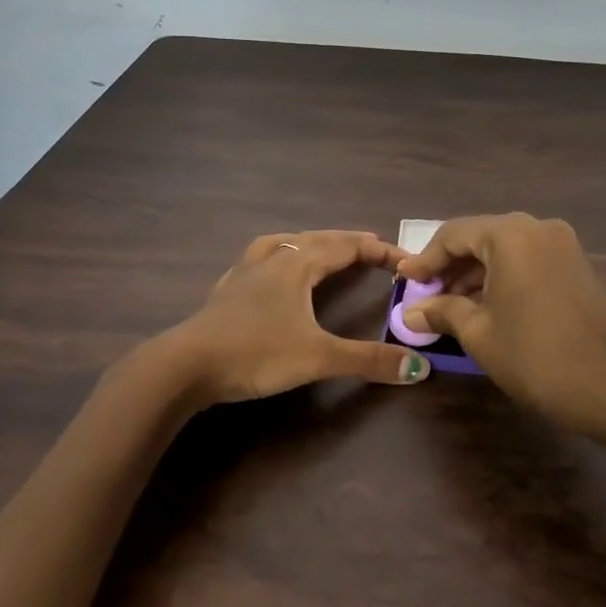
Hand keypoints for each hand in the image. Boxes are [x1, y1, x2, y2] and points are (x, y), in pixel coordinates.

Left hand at [169, 230, 433, 404]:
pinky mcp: (226, 292)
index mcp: (298, 264)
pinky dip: (278, 258)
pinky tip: (272, 274)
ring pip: (284, 243)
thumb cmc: (255, 353)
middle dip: (348, 243)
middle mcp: (273, 259)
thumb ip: (369, 360)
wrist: (185, 366)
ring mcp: (245, 273)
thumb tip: (420, 368)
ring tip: (324, 250)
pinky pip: (260, 261)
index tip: (406, 260)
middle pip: (317, 239)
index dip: (379, 250)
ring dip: (311, 243)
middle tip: (374, 249)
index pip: (347, 246)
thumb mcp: (318, 357)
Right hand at [396, 214, 605, 431]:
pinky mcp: (576, 265)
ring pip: (505, 250)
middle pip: (480, 237)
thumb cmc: (534, 355)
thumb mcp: (479, 333)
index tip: (404, 282)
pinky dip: (503, 277)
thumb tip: (411, 311)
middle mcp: (537, 227)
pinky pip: (528, 261)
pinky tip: (486, 306)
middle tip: (425, 296)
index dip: (425, 259)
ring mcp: (562, 245)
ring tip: (451, 306)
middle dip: (450, 266)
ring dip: (476, 274)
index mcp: (509, 234)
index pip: (453, 234)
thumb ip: (443, 311)